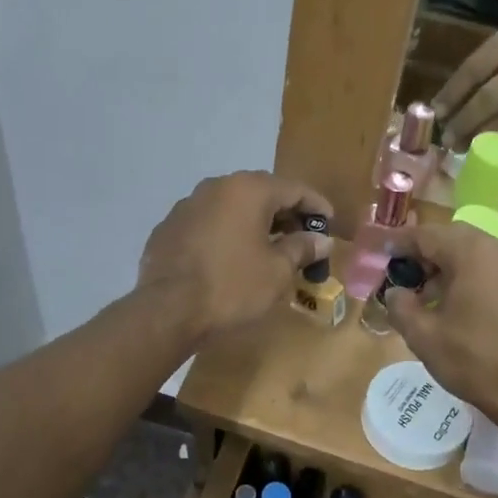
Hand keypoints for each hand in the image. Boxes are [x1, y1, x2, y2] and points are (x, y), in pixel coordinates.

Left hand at [137, 171, 332, 344]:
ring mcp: (187, 206)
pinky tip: (231, 259)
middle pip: (261, 193)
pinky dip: (225, 235)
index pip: (294, 188)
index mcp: (248, 190)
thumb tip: (321, 240)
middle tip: (302, 239)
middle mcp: (216, 187)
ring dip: (253, 223)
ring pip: (231, 207)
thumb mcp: (277, 271)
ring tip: (268, 249)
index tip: (330, 225)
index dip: (316, 207)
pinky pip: (207, 224)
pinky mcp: (168, 228)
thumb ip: (302, 248)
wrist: (167, 310)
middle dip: (285, 214)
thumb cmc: (232, 287)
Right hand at [382, 221, 497, 432]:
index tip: (384, 255)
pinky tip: (465, 308)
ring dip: (454, 268)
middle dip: (429, 255)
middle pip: (456, 239)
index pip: (428, 235)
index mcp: (474, 253)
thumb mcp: (424, 337)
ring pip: (480, 254)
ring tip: (433, 298)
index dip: (402, 244)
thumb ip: (401, 306)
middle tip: (408, 278)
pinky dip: (478, 279)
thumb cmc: (476, 361)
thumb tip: (396, 292)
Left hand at [432, 10, 497, 145]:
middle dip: (465, 121)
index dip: (453, 93)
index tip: (436, 112)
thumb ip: (486, 62)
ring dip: (483, 135)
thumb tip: (448, 103)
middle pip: (492, 97)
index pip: (476, 67)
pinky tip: (493, 143)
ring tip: (464, 146)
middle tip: (448, 139)